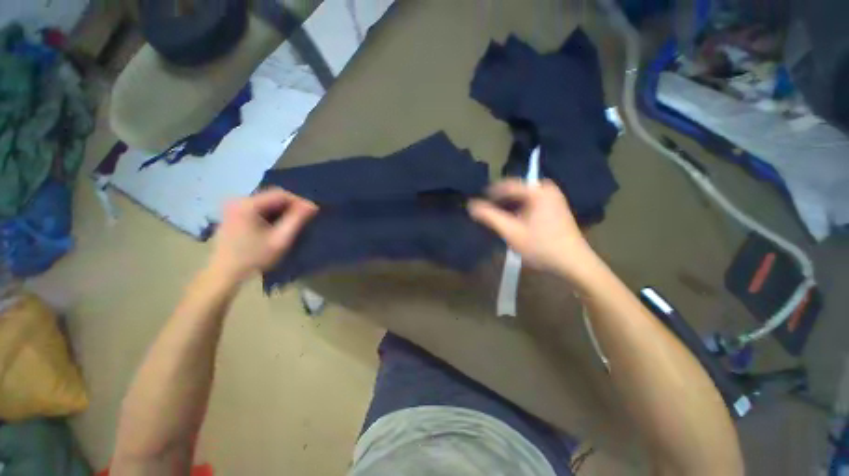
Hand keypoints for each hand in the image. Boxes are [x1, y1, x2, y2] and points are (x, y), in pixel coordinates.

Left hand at [210, 188, 317, 281]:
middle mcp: (238, 200)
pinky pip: (258, 207)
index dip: (299, 201)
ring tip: (294, 221)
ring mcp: (233, 206)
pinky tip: (278, 224)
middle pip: (272, 196)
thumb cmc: (253, 258)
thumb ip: (297, 220)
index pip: (280, 194)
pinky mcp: (233, 214)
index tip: (313, 211)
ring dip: (282, 210)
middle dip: (291, 205)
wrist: (224, 274)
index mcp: (247, 204)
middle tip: (306, 217)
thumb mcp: (280, 240)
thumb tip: (312, 206)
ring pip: (266, 202)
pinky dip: (271, 213)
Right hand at [468, 179, 597, 281]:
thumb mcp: (512, 233)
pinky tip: (512, 221)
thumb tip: (471, 205)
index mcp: (538, 191)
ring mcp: (553, 197)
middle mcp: (547, 189)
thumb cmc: (541, 247)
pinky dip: (518, 209)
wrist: (574, 263)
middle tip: (486, 212)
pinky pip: (530, 202)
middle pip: (515, 190)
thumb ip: (490, 217)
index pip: (507, 185)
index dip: (490, 193)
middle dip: (499, 200)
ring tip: (496, 218)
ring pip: (522, 197)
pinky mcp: (555, 207)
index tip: (477, 203)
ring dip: (508, 206)